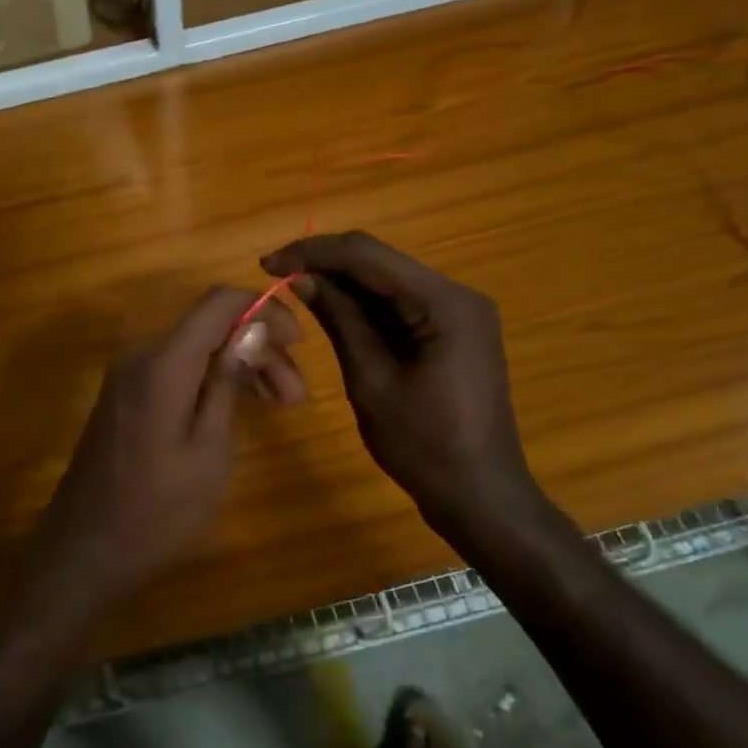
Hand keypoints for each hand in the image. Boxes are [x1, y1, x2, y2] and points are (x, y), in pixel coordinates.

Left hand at [33, 287, 303, 607]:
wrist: (84, 551)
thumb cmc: (157, 512)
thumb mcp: (208, 451)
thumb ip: (227, 383)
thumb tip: (253, 328)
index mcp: (162, 363)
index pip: (218, 302)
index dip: (264, 309)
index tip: (299, 343)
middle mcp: (140, 356)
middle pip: (209, 327)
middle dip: (259, 348)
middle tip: (296, 397)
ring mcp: (127, 377)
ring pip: (194, 349)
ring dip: (238, 366)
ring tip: (280, 405)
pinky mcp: (124, 397)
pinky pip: (175, 370)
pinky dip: (210, 379)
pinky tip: (238, 407)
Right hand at [261, 232, 549, 542]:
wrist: (480, 495)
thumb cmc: (423, 445)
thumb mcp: (371, 381)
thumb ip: (340, 321)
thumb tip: (303, 277)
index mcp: (444, 303)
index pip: (367, 256)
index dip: (313, 253)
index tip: (267, 264)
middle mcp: (458, 294)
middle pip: (380, 262)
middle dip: (326, 263)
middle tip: (275, 275)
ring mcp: (460, 312)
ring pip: (388, 281)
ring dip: (342, 282)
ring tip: (294, 289)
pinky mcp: (454, 330)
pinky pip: (401, 304)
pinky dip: (365, 305)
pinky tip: (332, 309)